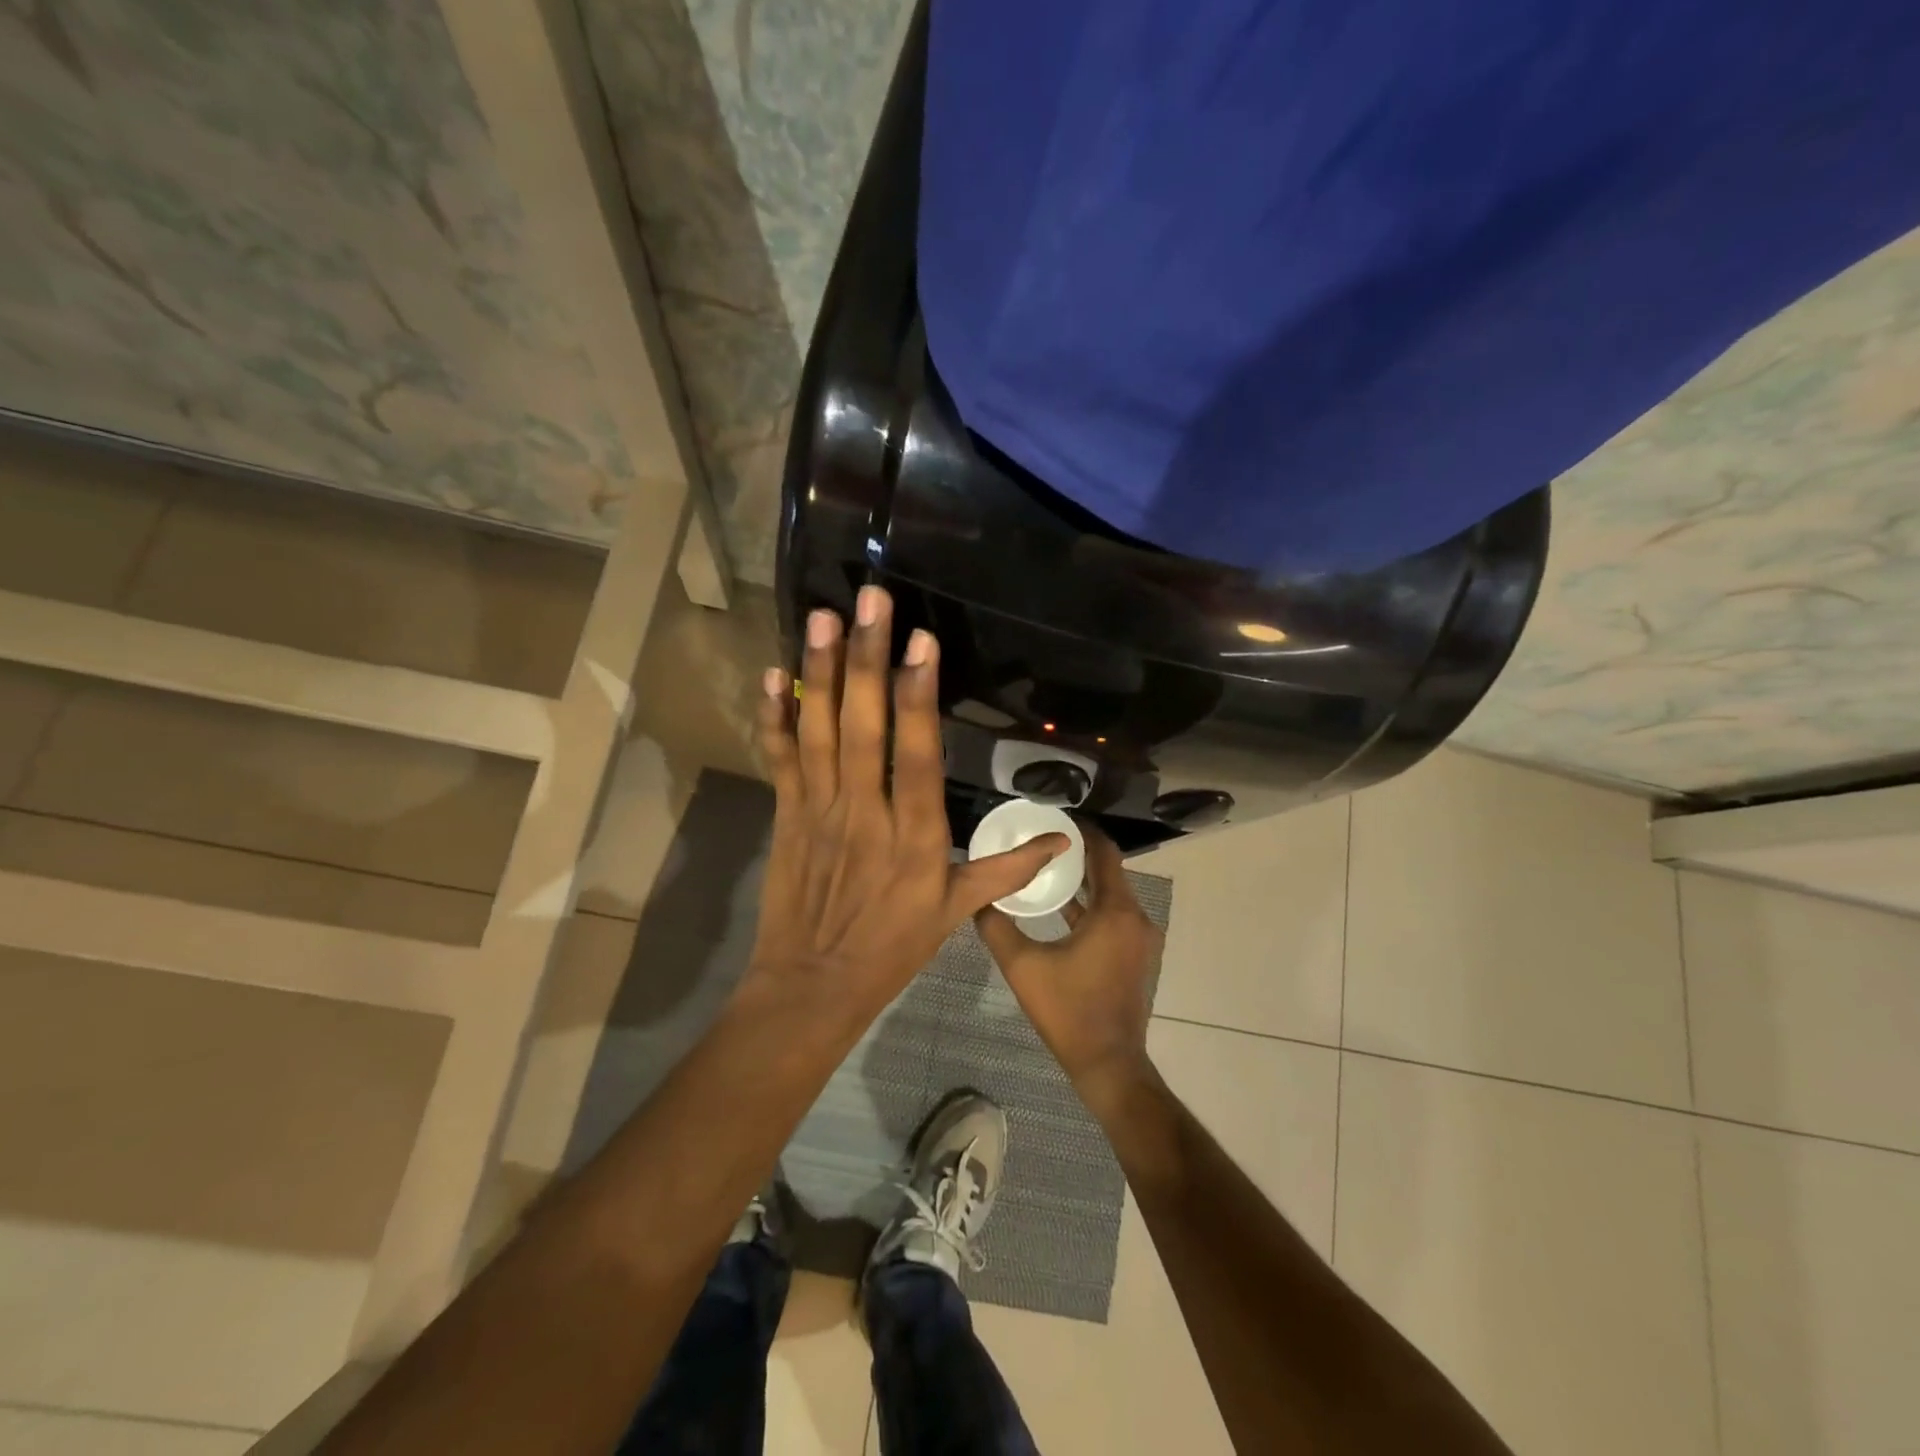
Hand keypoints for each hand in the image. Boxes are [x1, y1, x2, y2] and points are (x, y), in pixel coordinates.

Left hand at [746, 585, 1067, 1025]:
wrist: (813, 985)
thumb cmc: (892, 948)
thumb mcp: (956, 913)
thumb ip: (1006, 871)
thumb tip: (1063, 842)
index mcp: (915, 836)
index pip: (918, 755)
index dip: (918, 697)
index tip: (920, 642)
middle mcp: (865, 812)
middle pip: (864, 728)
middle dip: (866, 659)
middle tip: (868, 599)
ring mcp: (819, 810)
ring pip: (819, 732)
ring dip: (820, 672)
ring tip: (823, 617)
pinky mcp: (786, 815)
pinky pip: (780, 758)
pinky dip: (775, 716)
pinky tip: (774, 672)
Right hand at [977, 827, 1162, 1087]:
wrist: (1108, 1064)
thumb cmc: (1068, 1011)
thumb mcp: (1022, 966)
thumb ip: (996, 927)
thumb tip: (976, 897)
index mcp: (1115, 911)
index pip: (1104, 852)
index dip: (1082, 831)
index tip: (1054, 818)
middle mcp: (1135, 917)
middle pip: (1108, 870)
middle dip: (1077, 853)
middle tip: (1042, 839)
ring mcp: (1139, 939)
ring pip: (1111, 894)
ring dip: (1083, 880)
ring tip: (1046, 866)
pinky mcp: (1135, 955)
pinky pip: (1113, 915)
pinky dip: (1091, 905)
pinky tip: (1061, 906)